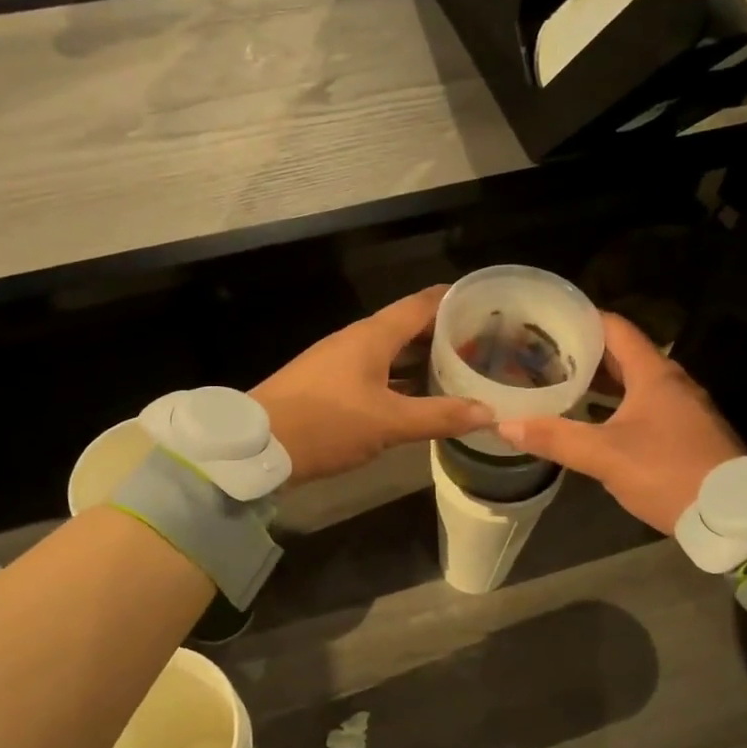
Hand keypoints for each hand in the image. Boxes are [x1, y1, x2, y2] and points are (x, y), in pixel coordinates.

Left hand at [253, 287, 492, 485]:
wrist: (257, 447)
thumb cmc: (326, 424)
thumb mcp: (389, 423)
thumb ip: (440, 416)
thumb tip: (489, 411)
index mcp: (373, 335)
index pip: (422, 303)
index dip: (455, 301)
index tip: (488, 306)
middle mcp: (358, 340)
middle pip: (409, 326)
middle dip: (444, 334)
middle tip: (483, 345)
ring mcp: (341, 361)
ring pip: (392, 351)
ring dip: (423, 359)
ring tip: (460, 370)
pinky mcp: (330, 384)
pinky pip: (377, 372)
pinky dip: (402, 379)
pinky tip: (419, 397)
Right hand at [497, 313, 744, 531]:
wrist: (733, 514)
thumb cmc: (668, 471)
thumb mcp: (605, 455)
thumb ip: (556, 438)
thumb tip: (504, 425)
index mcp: (654, 374)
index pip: (614, 328)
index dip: (581, 320)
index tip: (547, 322)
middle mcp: (671, 382)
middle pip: (622, 354)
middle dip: (583, 353)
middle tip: (543, 355)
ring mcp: (682, 408)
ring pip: (634, 382)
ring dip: (600, 382)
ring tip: (560, 385)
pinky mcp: (686, 432)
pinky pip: (644, 405)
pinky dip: (616, 404)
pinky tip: (593, 420)